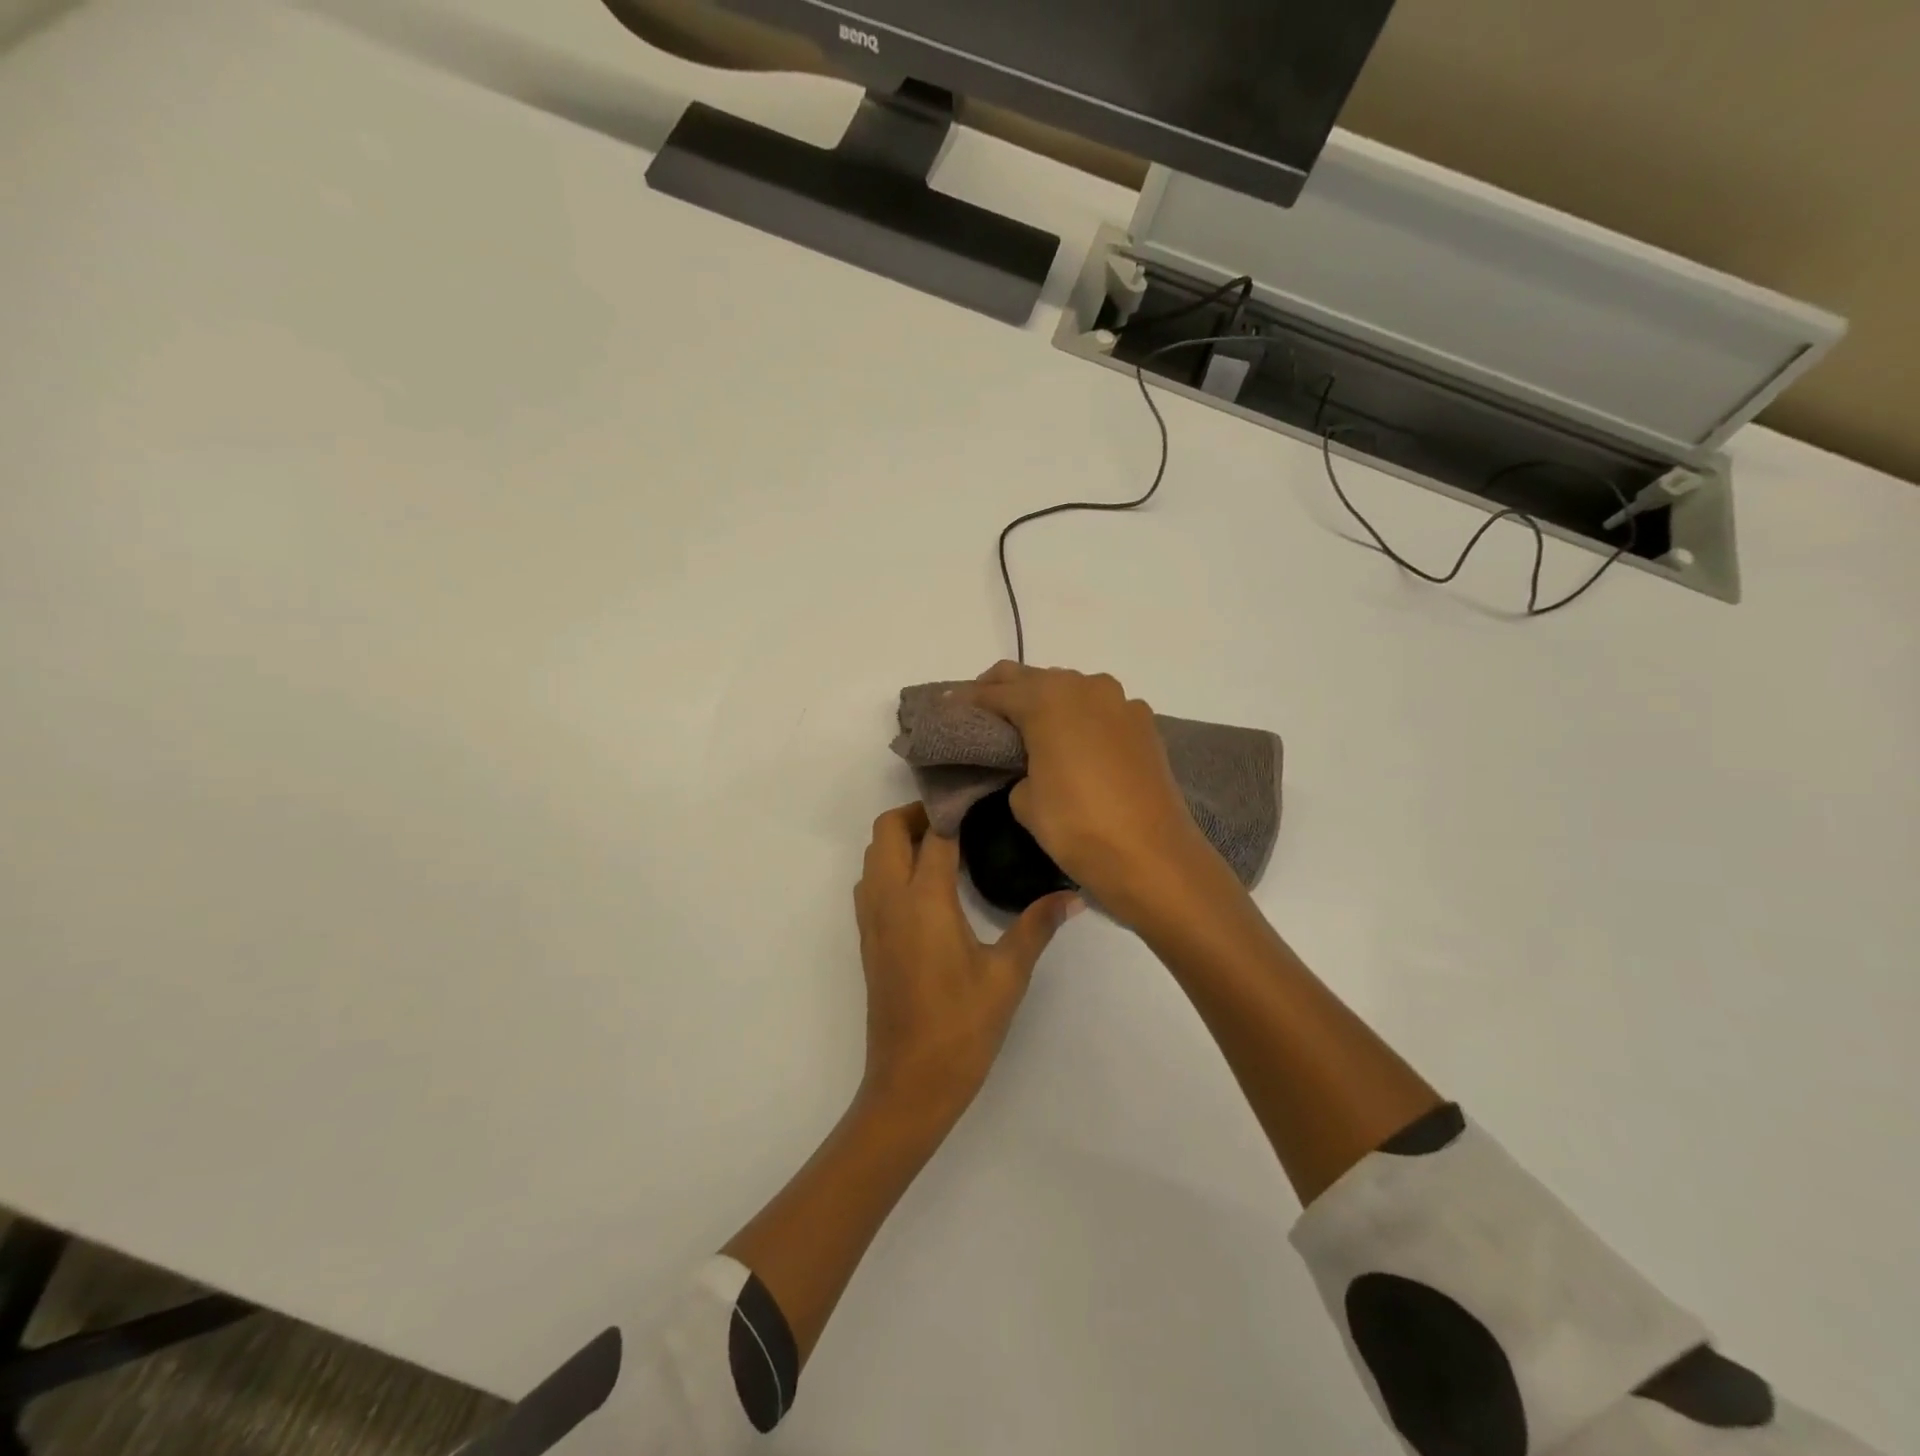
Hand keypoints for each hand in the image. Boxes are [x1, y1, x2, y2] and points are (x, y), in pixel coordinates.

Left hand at [853, 802, 1078, 1127]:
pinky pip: (870, 883)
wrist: (910, 1084)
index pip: (934, 832)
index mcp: (924, 900)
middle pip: (887, 831)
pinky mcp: (867, 940)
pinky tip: (926, 888)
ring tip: (945, 848)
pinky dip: (890, 866)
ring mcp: (872, 921)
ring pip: (873, 855)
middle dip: (917, 813)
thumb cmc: (962, 1027)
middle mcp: (890, 900)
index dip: (955, 808)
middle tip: (960, 821)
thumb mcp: (1007, 975)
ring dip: (899, 839)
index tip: (982, 797)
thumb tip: (1074, 896)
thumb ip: (1037, 926)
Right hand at [958, 663, 1233, 928]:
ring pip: (1070, 690)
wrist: (1154, 858)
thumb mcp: (1025, 801)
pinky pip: (1099, 711)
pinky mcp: (1144, 725)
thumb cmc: (1078, 827)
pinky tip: (1070, 743)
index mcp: (1049, 699)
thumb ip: (1018, 768)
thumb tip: (1031, 764)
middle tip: (980, 713)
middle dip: (1003, 691)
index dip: (968, 701)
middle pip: (1033, 678)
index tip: (947, 708)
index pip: (996, 692)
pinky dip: (1078, 718)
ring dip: (1044, 701)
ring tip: (1024, 728)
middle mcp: (1086, 687)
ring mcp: (1121, 703)